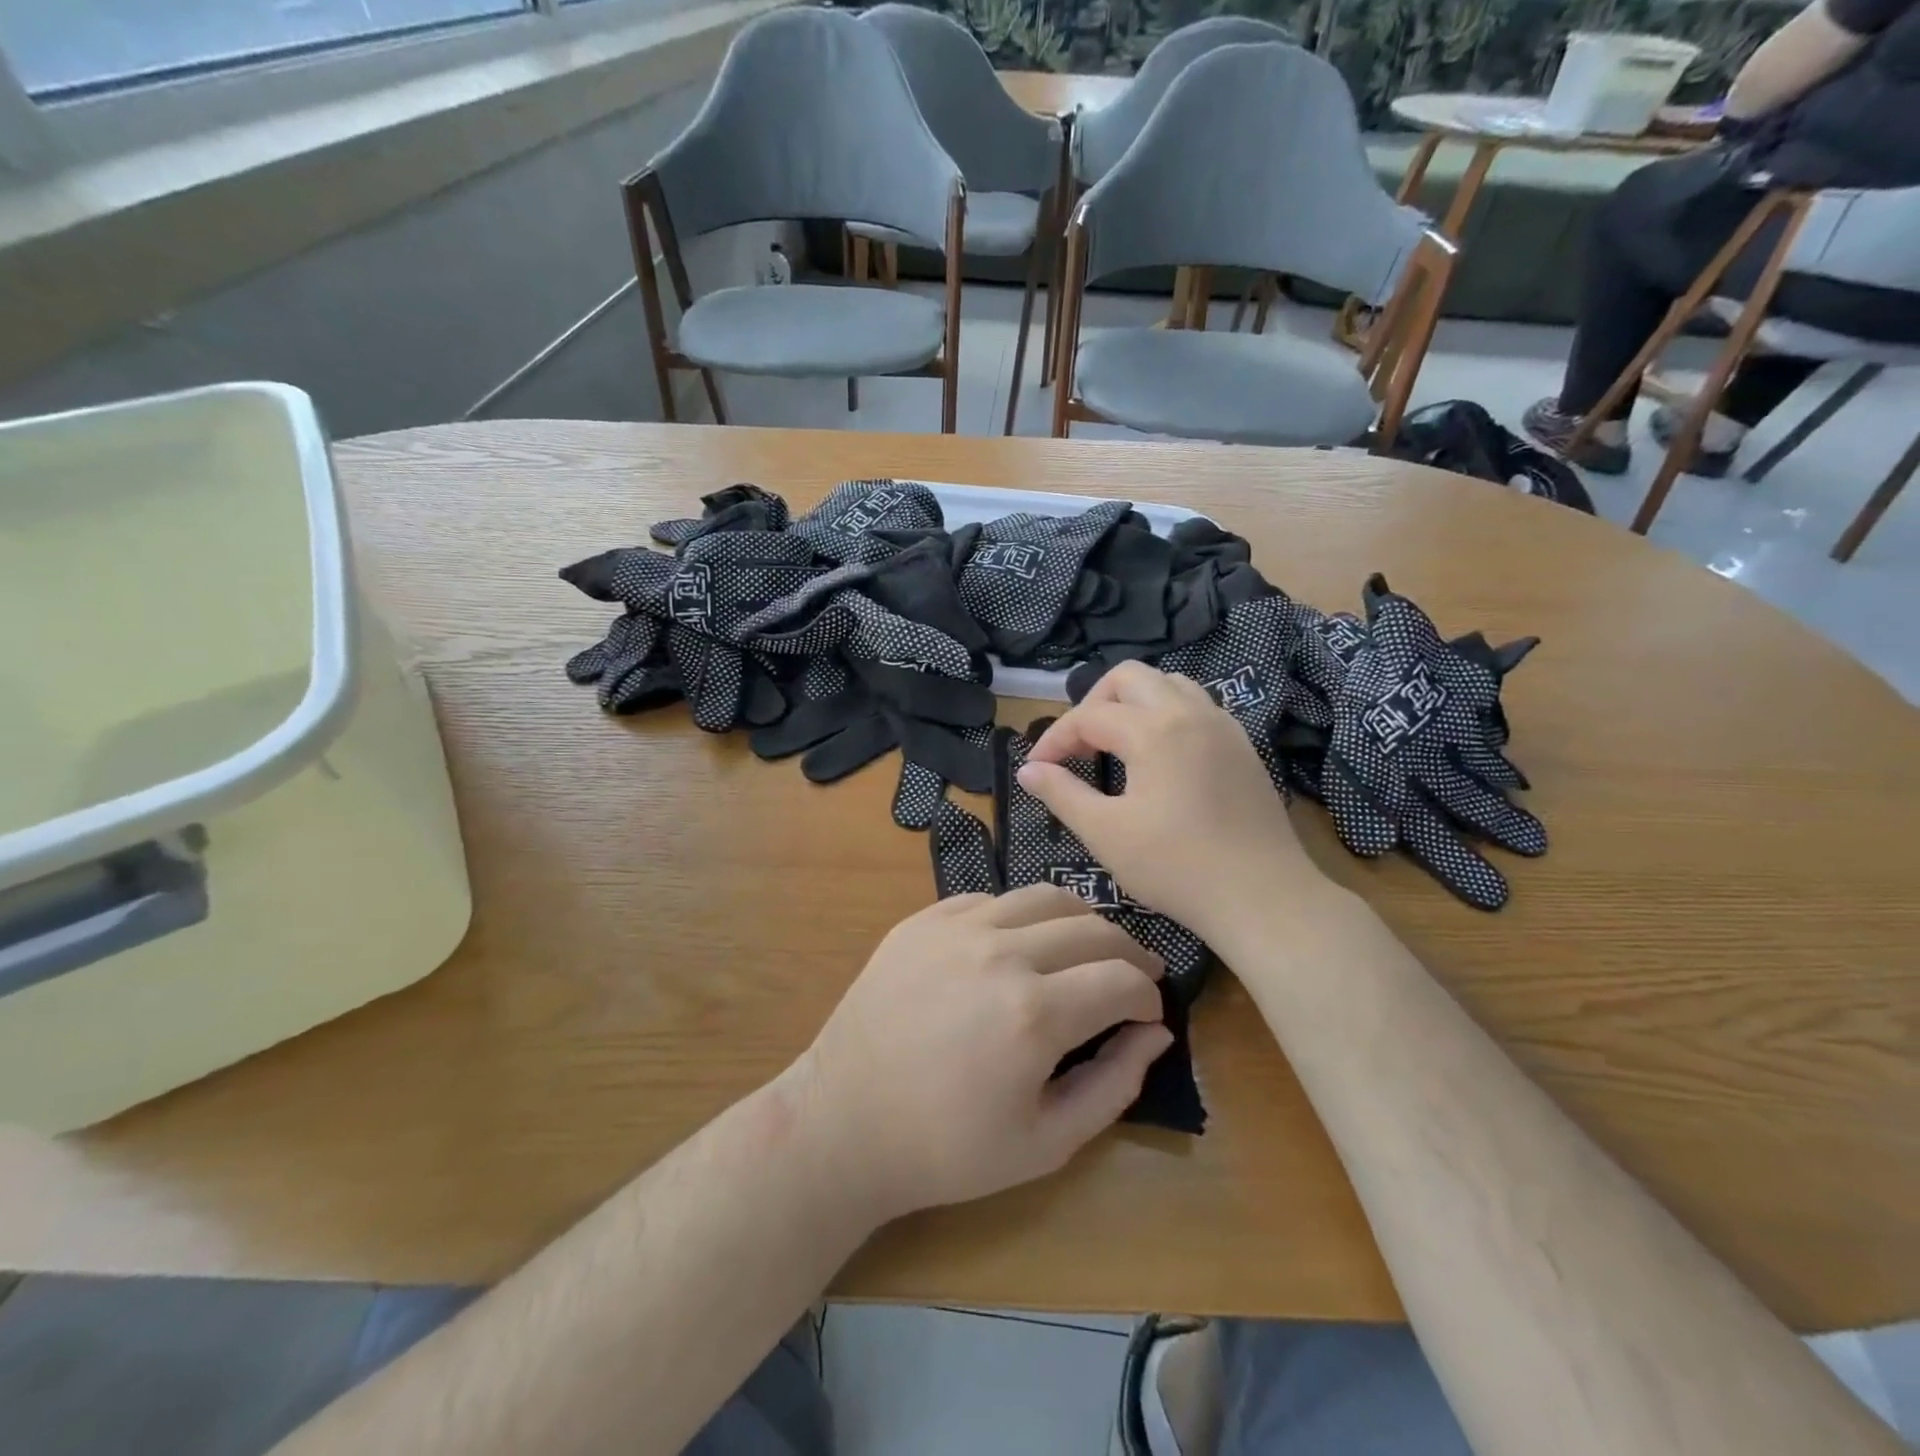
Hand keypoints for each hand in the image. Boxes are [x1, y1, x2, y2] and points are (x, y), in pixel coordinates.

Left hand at [793, 885, 1170, 1223]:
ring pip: (1044, 897)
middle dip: (1127, 952)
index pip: (1123, 978)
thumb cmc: (946, 1149)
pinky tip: (1018, 945)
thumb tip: (1155, 1033)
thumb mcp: (1045, 1143)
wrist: (844, 1121)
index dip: (1148, 995)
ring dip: (1080, 920)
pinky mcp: (922, 921)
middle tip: (1134, 975)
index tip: (1148, 1013)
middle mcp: (1001, 952)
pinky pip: (990, 899)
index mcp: (1035, 1012)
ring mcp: (956, 927)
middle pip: (1093, 928)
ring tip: (1086, 948)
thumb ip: (1113, 1084)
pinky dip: (1020, 916)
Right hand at [1018, 662, 1330, 942]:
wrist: (1262, 896)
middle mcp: (1189, 713)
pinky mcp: (1242, 746)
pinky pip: (1197, 706)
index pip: (1088, 716)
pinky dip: (1166, 714)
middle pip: (1129, 677)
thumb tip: (1028, 771)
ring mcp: (1222, 726)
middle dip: (1093, 703)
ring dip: (1133, 702)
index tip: (1036, 770)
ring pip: (1168, 684)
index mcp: (1153, 730)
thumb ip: (1061, 794)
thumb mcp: (1105, 833)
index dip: (1054, 740)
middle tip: (1079, 746)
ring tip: (1116, 743)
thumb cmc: (1176, 866)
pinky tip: (1159, 756)